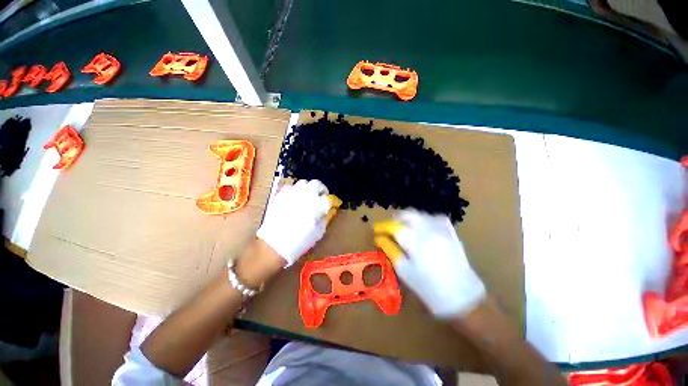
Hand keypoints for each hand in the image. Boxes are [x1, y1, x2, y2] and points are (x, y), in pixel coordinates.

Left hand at [257, 180, 331, 265]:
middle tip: (321, 196)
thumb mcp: (318, 232)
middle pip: (317, 184)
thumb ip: (325, 218)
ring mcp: (292, 193)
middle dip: (321, 189)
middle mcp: (306, 195)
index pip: (329, 198)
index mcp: (318, 205)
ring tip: (308, 196)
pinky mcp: (280, 195)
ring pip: (303, 183)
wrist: (275, 245)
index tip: (333, 204)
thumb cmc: (300, 241)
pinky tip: (294, 198)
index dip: (333, 201)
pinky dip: (295, 190)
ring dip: (308, 188)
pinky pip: (290, 187)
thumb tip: (329, 210)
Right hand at [374, 210, 485, 317]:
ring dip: (409, 219)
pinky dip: (425, 219)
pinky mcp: (451, 233)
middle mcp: (428, 231)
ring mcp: (442, 230)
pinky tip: (423, 229)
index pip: (393, 227)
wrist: (464, 299)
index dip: (382, 227)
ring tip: (404, 230)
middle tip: (389, 229)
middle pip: (408, 214)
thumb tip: (380, 239)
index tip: (376, 230)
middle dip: (395, 219)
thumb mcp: (405, 272)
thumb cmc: (429, 289)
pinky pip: (435, 218)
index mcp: (415, 243)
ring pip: (421, 215)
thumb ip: (391, 251)